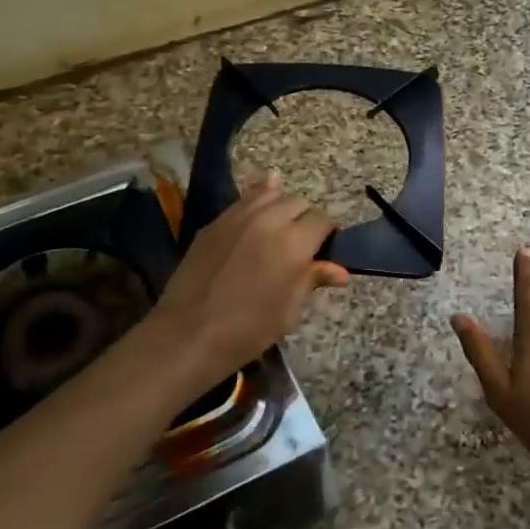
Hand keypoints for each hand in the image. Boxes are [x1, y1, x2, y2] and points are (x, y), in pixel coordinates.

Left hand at [152, 174, 350, 380]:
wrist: (189, 334)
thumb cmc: (248, 330)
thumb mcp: (289, 310)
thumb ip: (312, 280)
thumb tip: (340, 271)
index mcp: (294, 244)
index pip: (321, 221)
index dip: (326, 234)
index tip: (323, 251)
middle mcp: (268, 220)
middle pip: (297, 202)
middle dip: (304, 219)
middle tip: (300, 244)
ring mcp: (237, 217)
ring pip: (269, 194)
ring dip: (280, 207)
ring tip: (278, 227)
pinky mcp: (214, 223)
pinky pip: (242, 201)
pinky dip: (255, 202)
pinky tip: (257, 213)